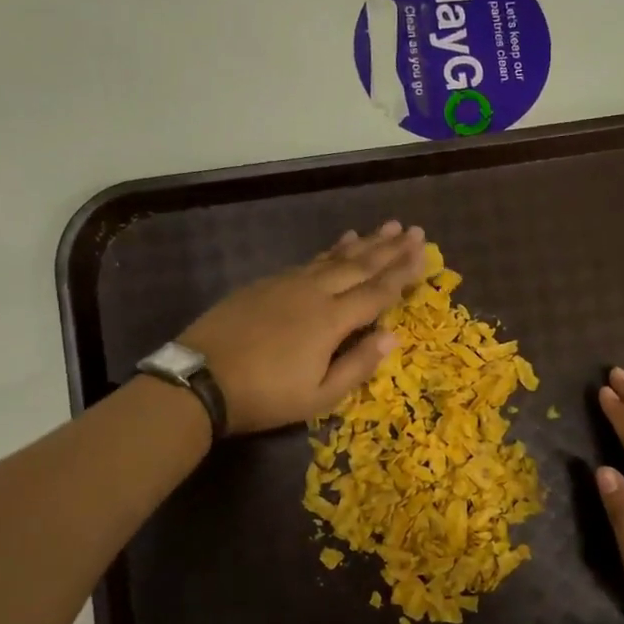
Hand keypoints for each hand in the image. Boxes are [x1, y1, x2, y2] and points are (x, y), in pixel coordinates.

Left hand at [177, 223, 426, 434]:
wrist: (200, 380)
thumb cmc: (265, 396)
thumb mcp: (318, 396)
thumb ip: (357, 365)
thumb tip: (393, 337)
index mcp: (331, 321)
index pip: (377, 292)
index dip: (403, 273)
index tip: (423, 253)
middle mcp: (314, 293)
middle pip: (359, 266)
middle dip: (389, 248)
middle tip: (414, 230)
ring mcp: (287, 284)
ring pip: (334, 258)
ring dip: (363, 243)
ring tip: (384, 228)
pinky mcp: (265, 283)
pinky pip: (309, 261)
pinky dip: (330, 251)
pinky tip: (339, 245)